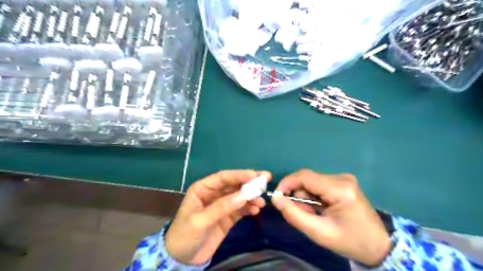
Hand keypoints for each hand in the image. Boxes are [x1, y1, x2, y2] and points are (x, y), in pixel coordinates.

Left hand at [167, 170, 271, 265]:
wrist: (182, 259)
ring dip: (251, 197)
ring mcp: (222, 205)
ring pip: (240, 196)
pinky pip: (241, 209)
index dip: (239, 175)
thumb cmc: (185, 235)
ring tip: (261, 202)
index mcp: (203, 188)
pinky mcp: (228, 217)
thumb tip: (244, 195)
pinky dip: (249, 208)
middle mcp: (214, 193)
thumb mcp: (200, 220)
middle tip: (266, 179)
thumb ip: (222, 207)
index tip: (255, 175)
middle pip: (234, 184)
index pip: (223, 177)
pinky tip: (256, 210)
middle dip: (249, 182)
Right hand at [272, 169, 386, 266]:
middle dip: (299, 196)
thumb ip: (294, 215)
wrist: (377, 245)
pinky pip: (318, 184)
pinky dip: (314, 197)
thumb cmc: (349, 241)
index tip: (277, 197)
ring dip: (306, 198)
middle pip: (307, 179)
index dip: (287, 183)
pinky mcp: (342, 182)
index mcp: (340, 189)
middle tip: (304, 215)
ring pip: (311, 182)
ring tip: (315, 214)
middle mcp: (342, 178)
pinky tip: (321, 209)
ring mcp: (343, 178)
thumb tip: (275, 198)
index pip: (305, 176)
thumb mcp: (319, 233)